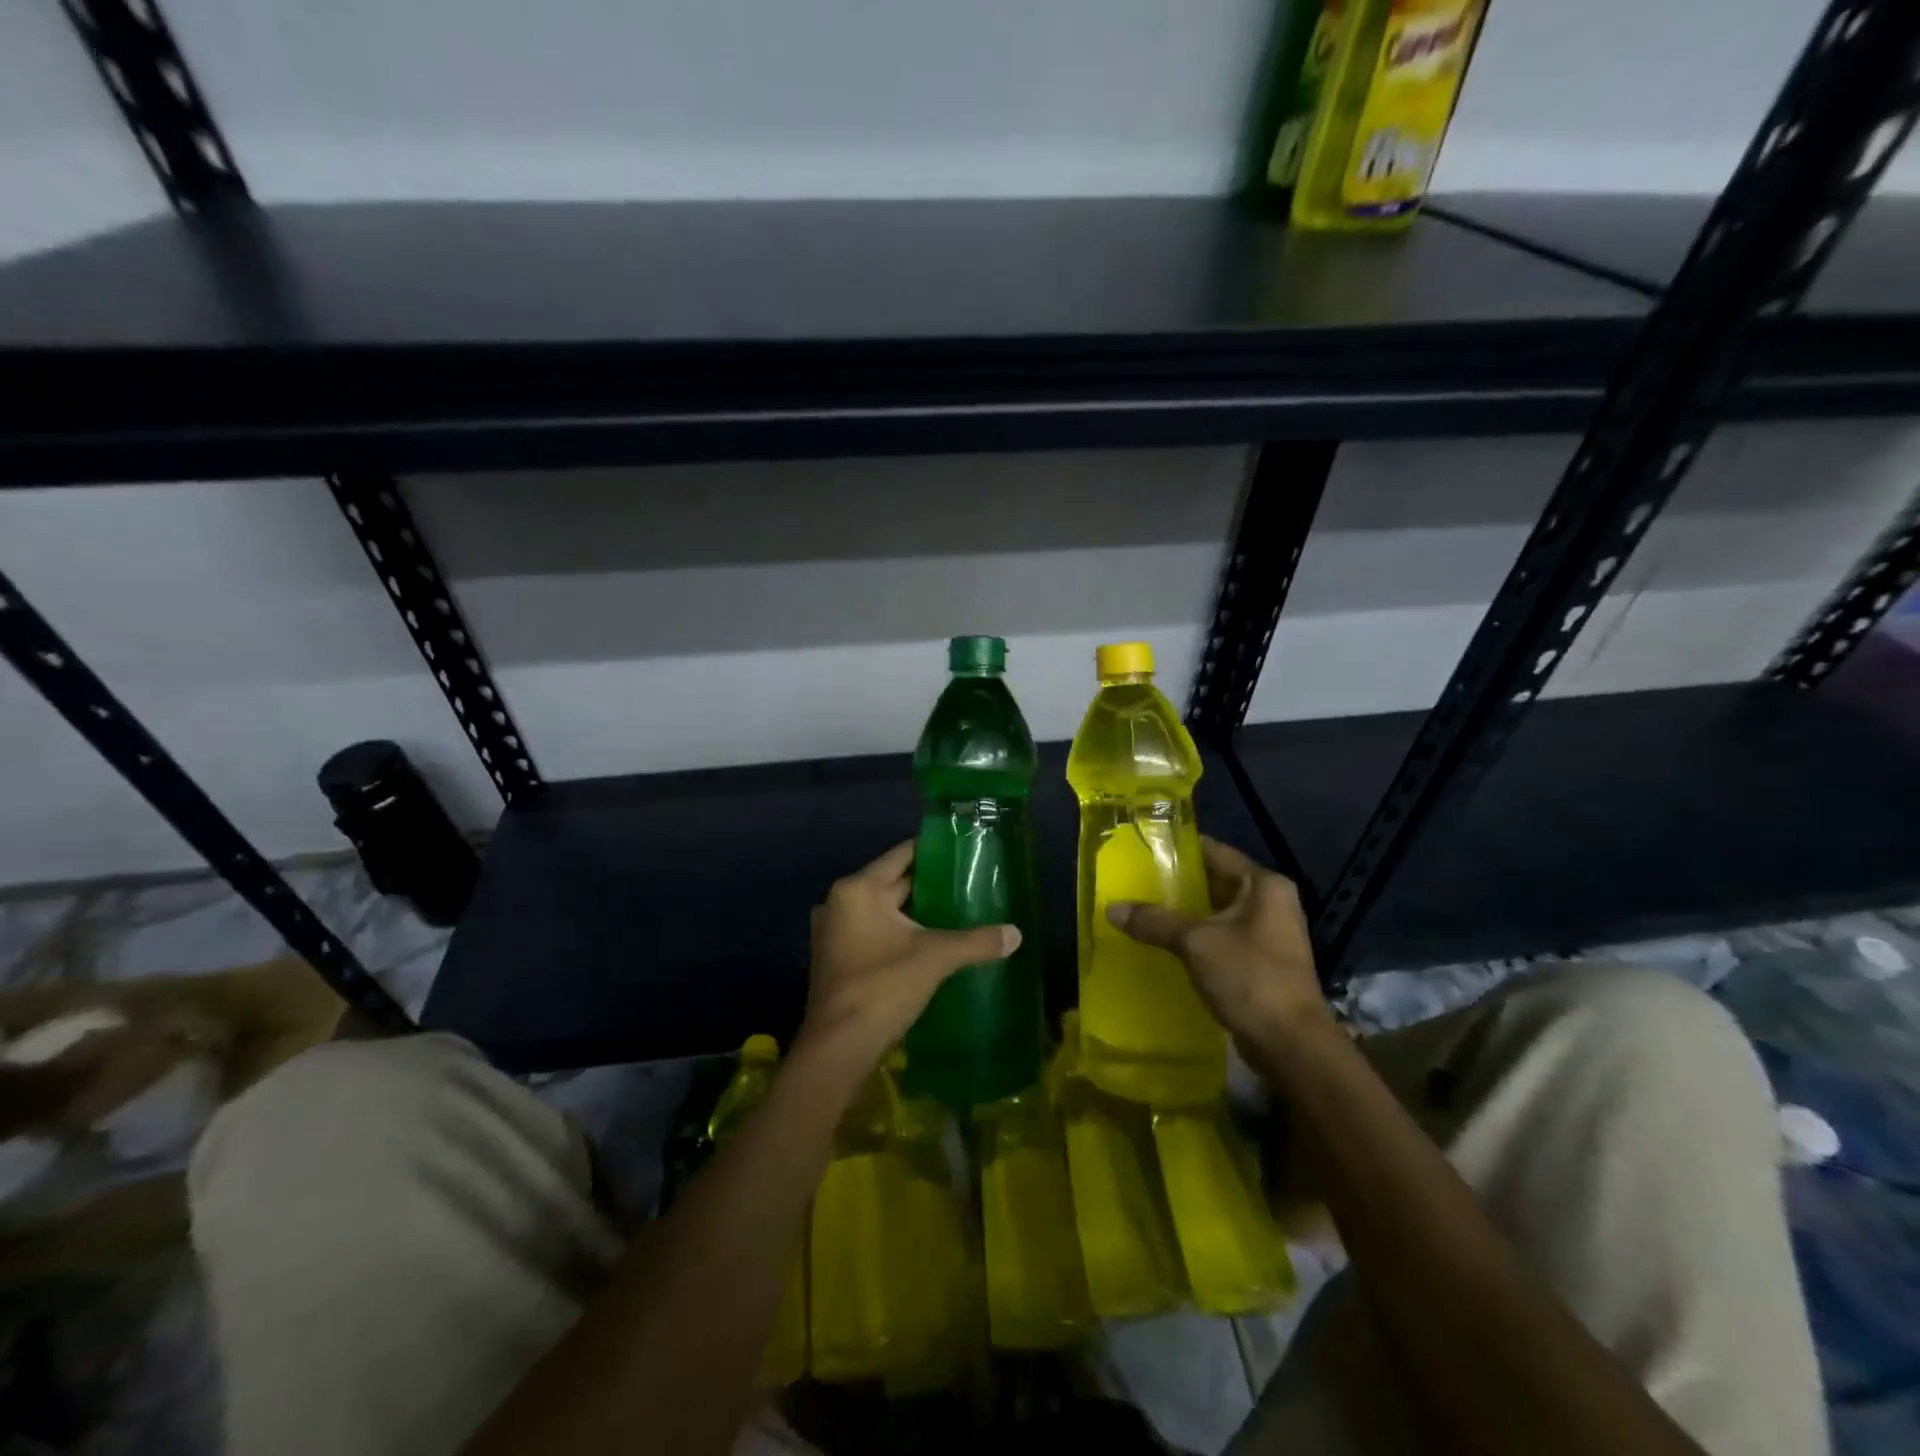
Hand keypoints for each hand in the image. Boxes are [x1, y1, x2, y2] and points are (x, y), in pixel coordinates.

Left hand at [802, 840, 1019, 1062]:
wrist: (838, 1047)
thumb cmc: (883, 987)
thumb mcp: (935, 958)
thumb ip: (976, 942)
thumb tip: (1016, 934)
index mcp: (858, 889)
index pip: (901, 856)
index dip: (931, 851)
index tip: (960, 850)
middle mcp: (839, 901)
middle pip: (890, 882)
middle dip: (925, 884)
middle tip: (964, 882)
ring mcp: (832, 931)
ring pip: (880, 909)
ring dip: (910, 911)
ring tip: (951, 911)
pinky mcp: (834, 957)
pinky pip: (870, 931)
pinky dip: (894, 932)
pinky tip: (923, 942)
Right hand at [1106, 837, 1330, 1047]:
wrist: (1290, 1044)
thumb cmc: (1249, 977)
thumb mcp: (1196, 943)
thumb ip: (1155, 921)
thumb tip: (1111, 909)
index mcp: (1264, 884)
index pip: (1215, 852)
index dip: (1180, 849)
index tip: (1144, 849)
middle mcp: (1271, 902)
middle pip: (1216, 882)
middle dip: (1178, 884)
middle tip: (1136, 881)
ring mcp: (1269, 934)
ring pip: (1217, 913)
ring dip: (1185, 914)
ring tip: (1142, 910)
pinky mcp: (1261, 962)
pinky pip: (1221, 938)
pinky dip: (1196, 938)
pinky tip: (1164, 943)